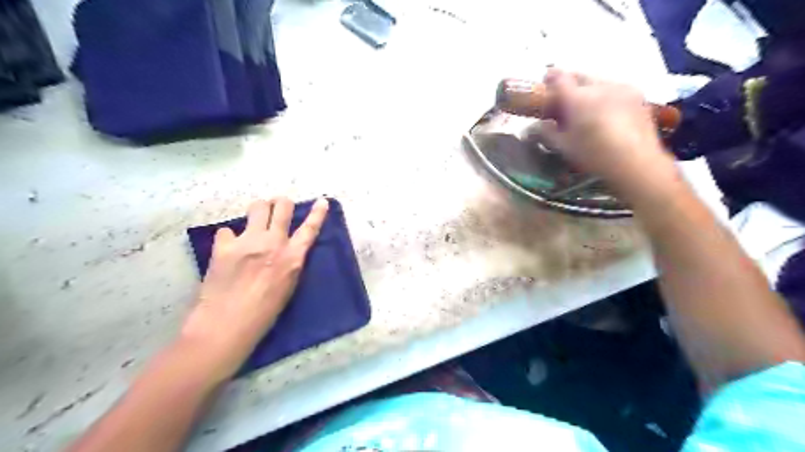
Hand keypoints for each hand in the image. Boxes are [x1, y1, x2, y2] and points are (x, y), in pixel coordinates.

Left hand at [181, 197, 328, 377]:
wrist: (226, 325)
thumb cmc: (264, 313)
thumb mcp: (288, 287)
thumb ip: (289, 263)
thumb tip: (285, 250)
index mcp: (293, 258)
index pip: (310, 229)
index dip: (318, 213)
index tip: (322, 201)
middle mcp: (273, 243)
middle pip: (282, 207)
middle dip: (282, 203)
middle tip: (278, 207)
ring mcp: (248, 241)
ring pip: (257, 207)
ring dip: (259, 211)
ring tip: (255, 221)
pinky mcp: (224, 245)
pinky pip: (227, 230)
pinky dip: (229, 237)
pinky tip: (228, 249)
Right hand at [537, 66, 673, 199]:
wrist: (636, 162)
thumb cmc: (593, 155)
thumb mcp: (564, 147)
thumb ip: (547, 133)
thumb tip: (535, 126)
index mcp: (577, 98)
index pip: (559, 78)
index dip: (550, 77)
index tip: (545, 80)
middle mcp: (599, 86)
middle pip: (580, 76)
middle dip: (569, 82)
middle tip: (563, 96)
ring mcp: (622, 88)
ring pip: (598, 82)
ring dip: (589, 89)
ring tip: (586, 106)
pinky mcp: (637, 96)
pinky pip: (615, 89)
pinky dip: (606, 95)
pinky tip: (606, 112)